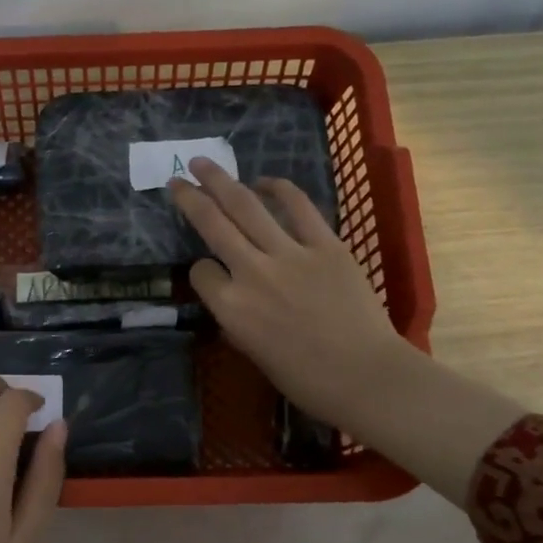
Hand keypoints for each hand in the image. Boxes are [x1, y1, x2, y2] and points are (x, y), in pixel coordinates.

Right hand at [170, 158, 409, 429]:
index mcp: (231, 308)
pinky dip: (278, 189)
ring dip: (220, 181)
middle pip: (212, 224)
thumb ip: (237, 319)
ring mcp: (290, 254)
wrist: (366, 376)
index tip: (209, 272)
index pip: (200, 272)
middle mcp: (252, 273)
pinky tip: (264, 182)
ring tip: (203, 163)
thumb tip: (233, 297)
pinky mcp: (326, 244)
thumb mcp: (254, 354)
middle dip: (190, 198)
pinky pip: (297, 207)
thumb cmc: (306, 379)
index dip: (200, 270)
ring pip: (246, 206)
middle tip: (177, 179)